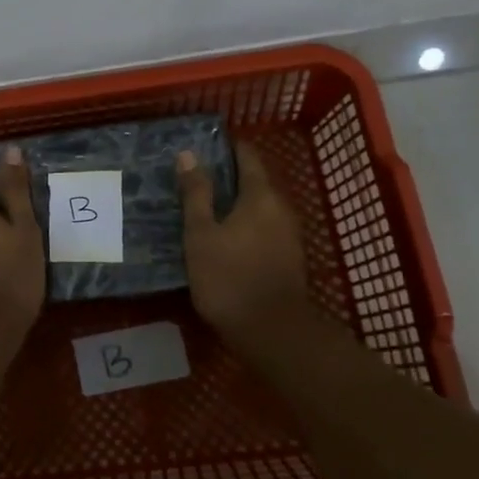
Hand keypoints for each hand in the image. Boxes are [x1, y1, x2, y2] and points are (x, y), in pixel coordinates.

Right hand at [177, 141, 312, 336]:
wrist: (272, 332)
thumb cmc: (229, 278)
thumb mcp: (201, 234)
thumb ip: (197, 193)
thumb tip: (189, 154)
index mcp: (261, 195)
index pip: (248, 156)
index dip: (227, 147)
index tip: (204, 146)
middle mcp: (281, 208)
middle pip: (256, 181)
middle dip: (229, 176)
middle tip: (196, 178)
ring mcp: (289, 234)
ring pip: (261, 206)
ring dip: (237, 203)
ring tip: (206, 207)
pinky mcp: (289, 258)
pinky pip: (265, 227)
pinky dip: (246, 224)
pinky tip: (225, 237)